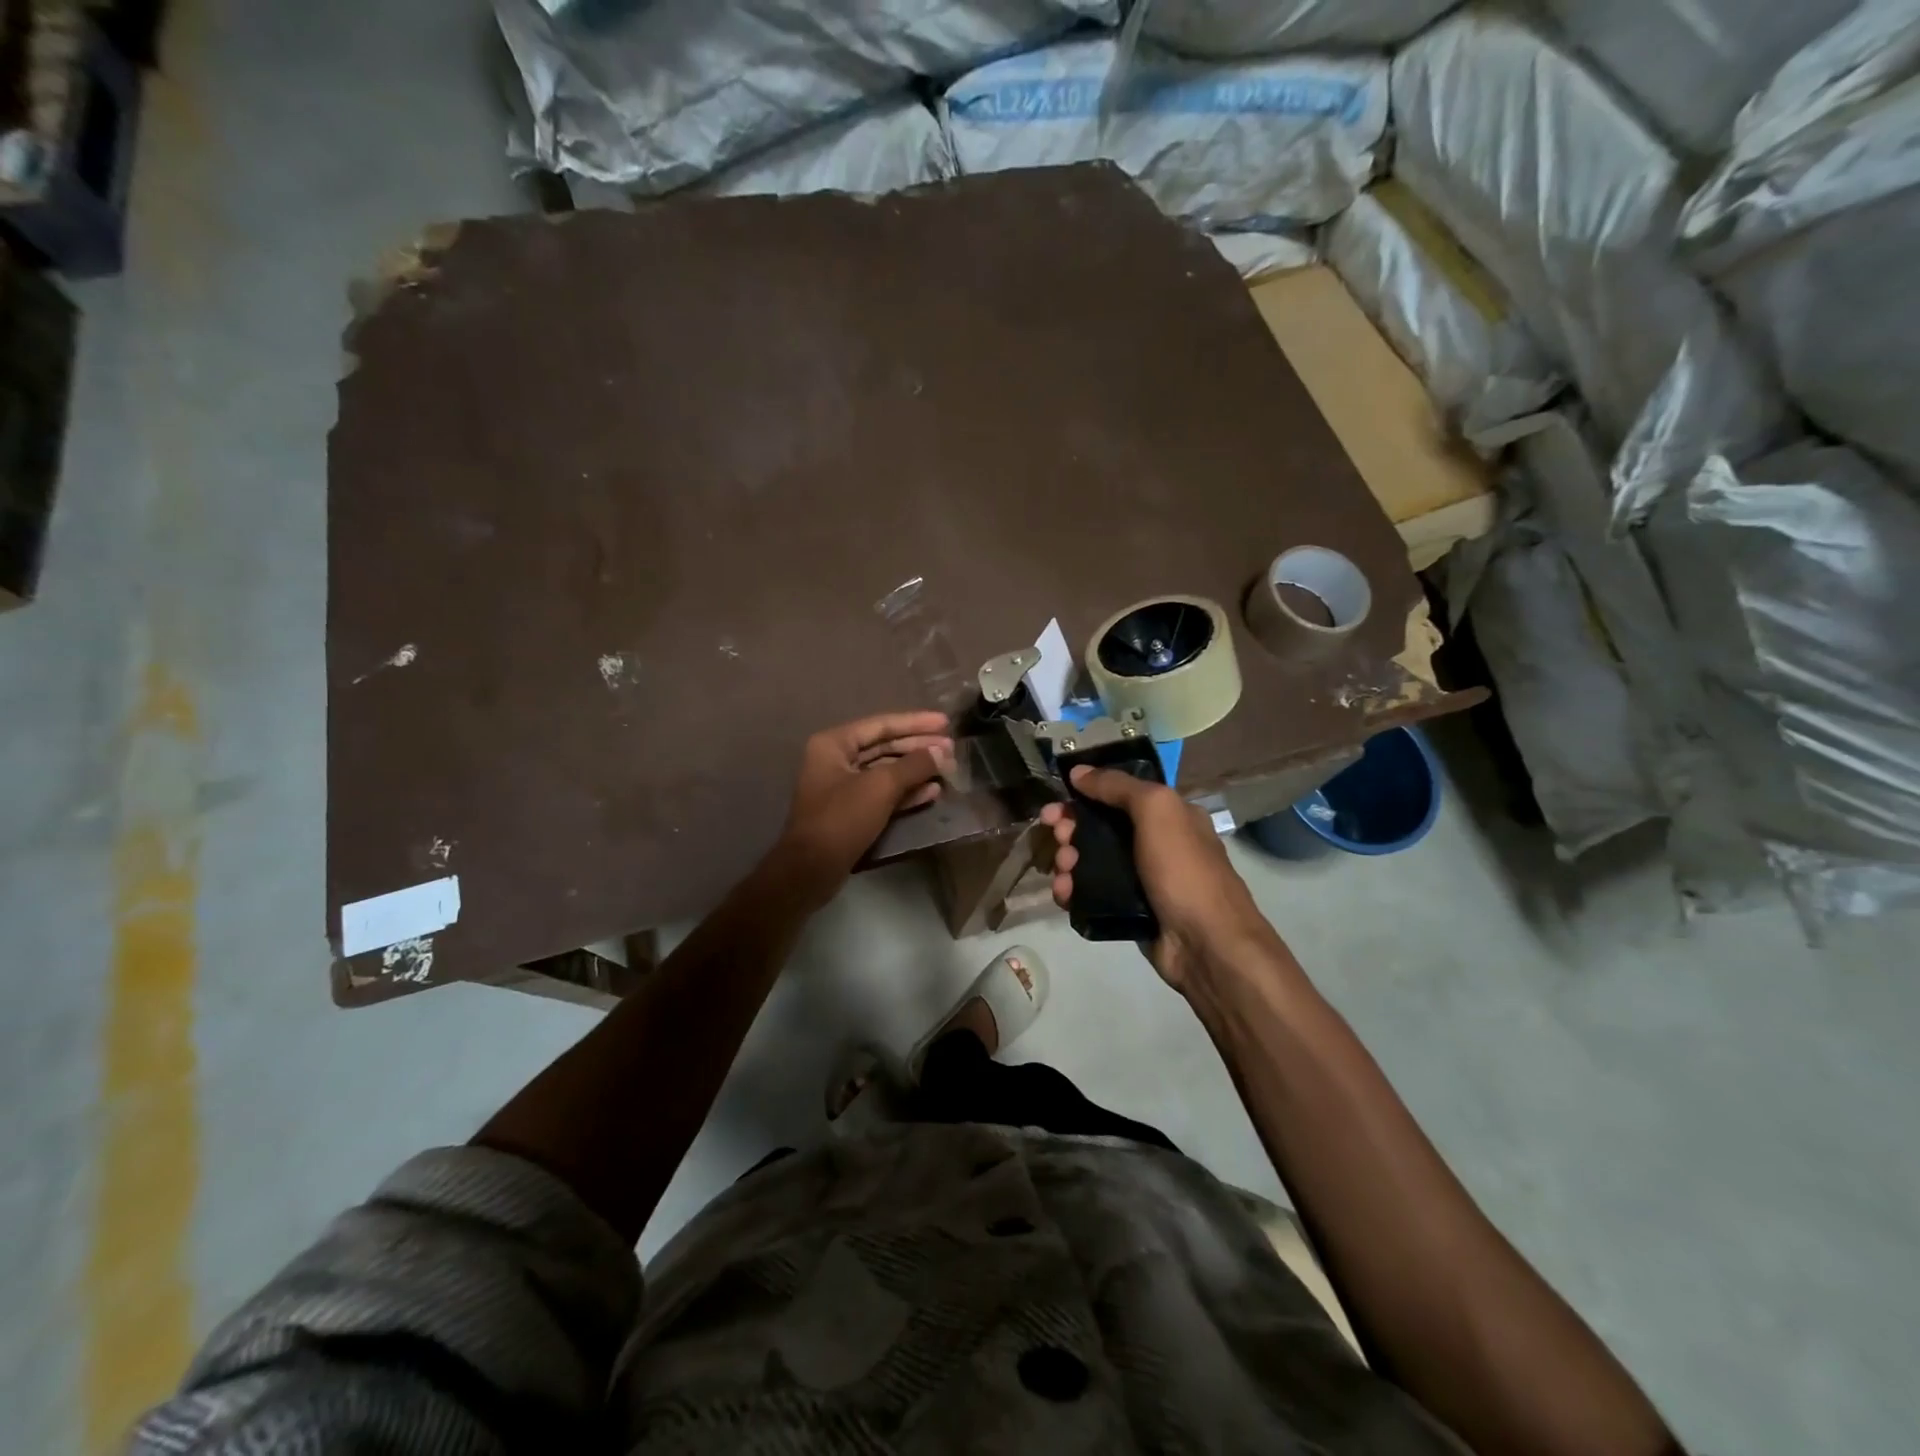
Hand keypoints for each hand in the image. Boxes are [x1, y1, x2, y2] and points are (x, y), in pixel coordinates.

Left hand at [774, 711, 953, 906]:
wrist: (812, 869)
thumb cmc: (842, 818)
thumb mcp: (881, 786)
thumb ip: (913, 765)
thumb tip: (941, 752)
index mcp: (834, 744)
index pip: (881, 725)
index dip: (915, 723)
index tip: (945, 722)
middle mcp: (836, 760)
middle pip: (884, 746)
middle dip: (918, 747)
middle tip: (951, 748)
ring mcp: (842, 787)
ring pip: (885, 771)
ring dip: (916, 770)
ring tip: (947, 768)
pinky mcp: (851, 812)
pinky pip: (882, 794)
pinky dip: (906, 791)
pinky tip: (932, 791)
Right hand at [1040, 765, 1271, 992]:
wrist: (1206, 944)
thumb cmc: (1184, 869)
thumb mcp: (1157, 810)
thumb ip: (1118, 786)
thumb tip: (1078, 772)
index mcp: (1169, 815)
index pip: (1118, 795)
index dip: (1084, 795)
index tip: (1056, 805)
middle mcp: (1156, 843)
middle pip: (1101, 827)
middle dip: (1072, 829)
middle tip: (1058, 838)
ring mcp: (1142, 879)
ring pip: (1092, 861)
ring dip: (1069, 861)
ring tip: (1063, 872)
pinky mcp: (1129, 910)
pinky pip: (1093, 893)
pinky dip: (1074, 890)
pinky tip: (1063, 894)